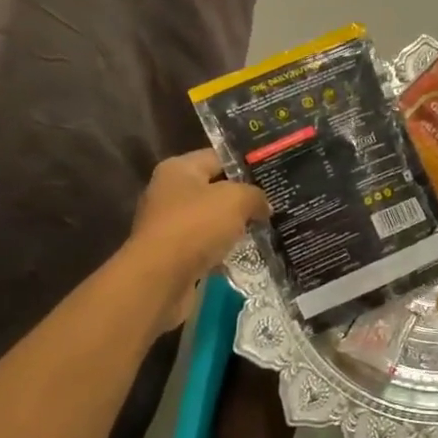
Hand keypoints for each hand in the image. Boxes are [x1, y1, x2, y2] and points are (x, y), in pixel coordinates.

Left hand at [127, 150, 269, 332]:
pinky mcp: (174, 256)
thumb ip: (255, 195)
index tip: (273, 174)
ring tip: (268, 230)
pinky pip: (207, 248)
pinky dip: (225, 252)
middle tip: (276, 203)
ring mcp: (170, 226)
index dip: (246, 164)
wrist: (160, 280)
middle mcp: (170, 193)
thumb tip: (263, 206)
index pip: (218, 157)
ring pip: (213, 221)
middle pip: (215, 190)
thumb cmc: (195, 226)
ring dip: (236, 228)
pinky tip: (249, 255)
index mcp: (178, 169)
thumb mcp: (236, 199)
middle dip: (244, 198)